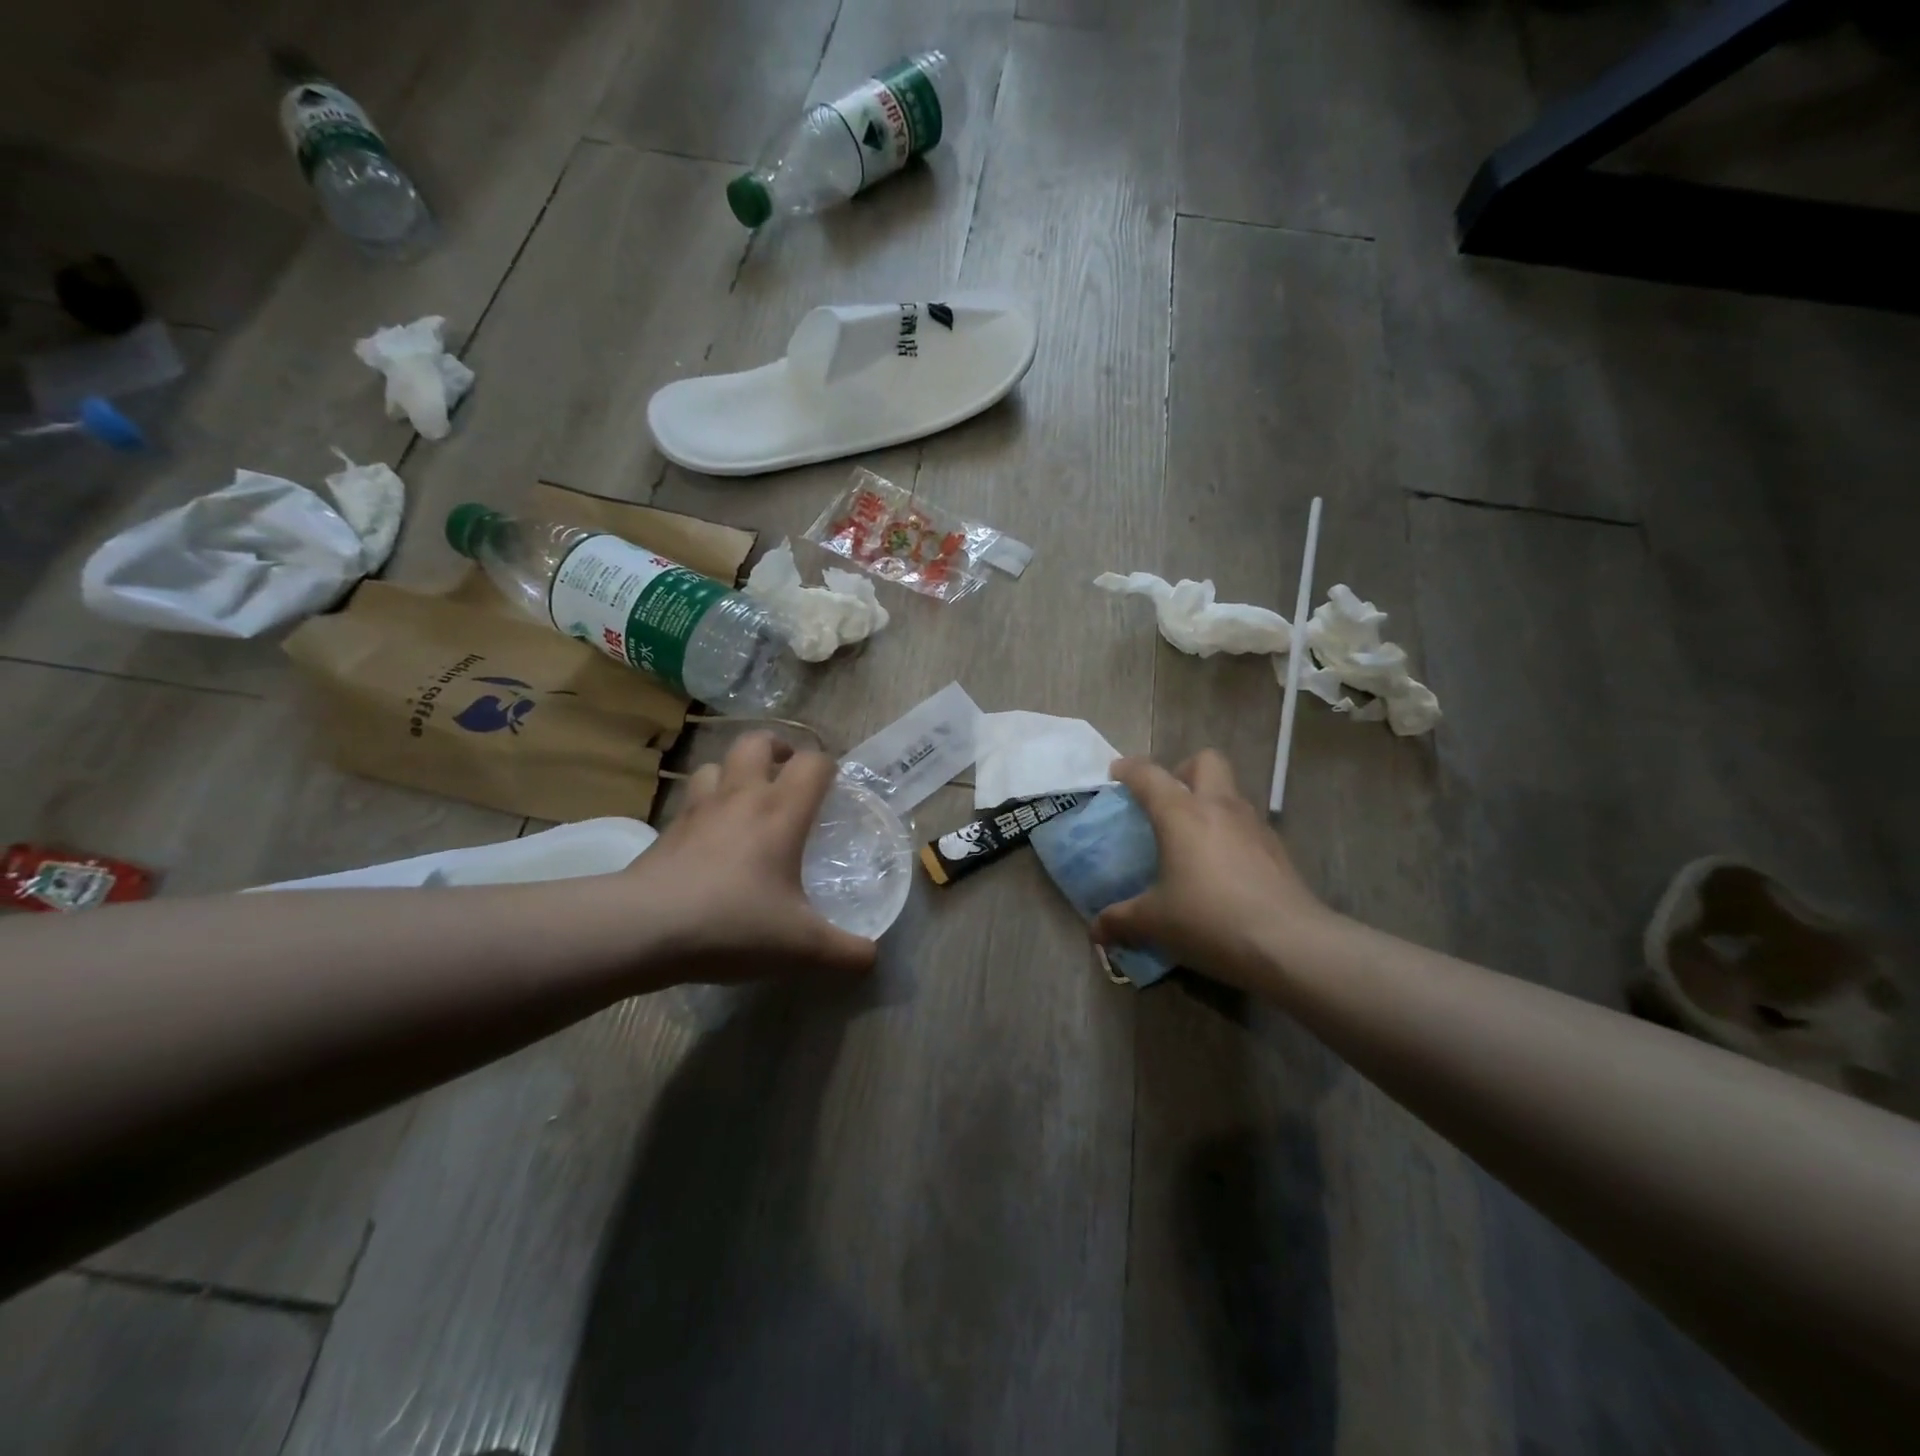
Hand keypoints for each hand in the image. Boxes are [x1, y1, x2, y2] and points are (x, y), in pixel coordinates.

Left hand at [623, 732, 877, 984]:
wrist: (645, 928)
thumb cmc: (734, 924)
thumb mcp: (802, 947)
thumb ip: (845, 952)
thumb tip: (873, 958)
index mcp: (781, 811)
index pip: (813, 762)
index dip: (829, 767)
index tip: (833, 789)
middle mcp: (741, 796)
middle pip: (757, 742)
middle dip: (777, 749)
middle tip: (786, 775)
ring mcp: (698, 809)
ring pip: (716, 765)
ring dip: (734, 773)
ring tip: (744, 801)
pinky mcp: (667, 829)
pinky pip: (690, 800)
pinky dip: (704, 807)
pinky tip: (709, 839)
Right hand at [1092, 750, 1335, 992]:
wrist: (1290, 945)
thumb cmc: (1210, 920)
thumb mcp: (1154, 923)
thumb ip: (1121, 921)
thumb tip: (1096, 930)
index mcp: (1181, 813)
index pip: (1149, 775)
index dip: (1129, 769)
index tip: (1116, 774)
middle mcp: (1219, 807)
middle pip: (1204, 761)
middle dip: (1182, 771)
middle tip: (1166, 803)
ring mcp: (1254, 825)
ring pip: (1231, 792)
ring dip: (1210, 803)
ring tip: (1194, 841)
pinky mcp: (1278, 850)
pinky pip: (1248, 826)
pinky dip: (1231, 835)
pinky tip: (1223, 870)